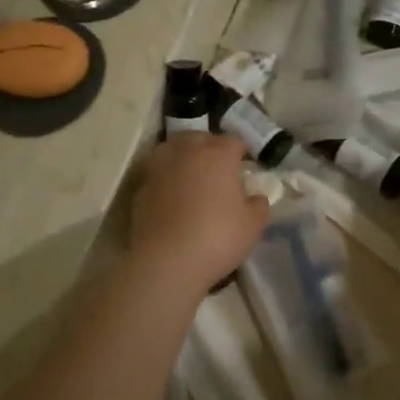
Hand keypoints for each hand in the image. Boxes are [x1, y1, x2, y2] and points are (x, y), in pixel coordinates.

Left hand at [130, 134, 270, 290]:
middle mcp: (187, 151)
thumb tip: (255, 198)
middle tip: (218, 170)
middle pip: (200, 138)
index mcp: (218, 154)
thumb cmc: (218, 238)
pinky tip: (171, 196)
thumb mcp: (253, 225)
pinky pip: (157, 171)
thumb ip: (258, 205)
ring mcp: (160, 166)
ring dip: (184, 158)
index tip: (244, 167)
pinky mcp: (140, 185)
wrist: (167, 261)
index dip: (241, 152)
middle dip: (210, 149)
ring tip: (191, 178)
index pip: (234, 141)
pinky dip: (165, 177)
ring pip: (174, 149)